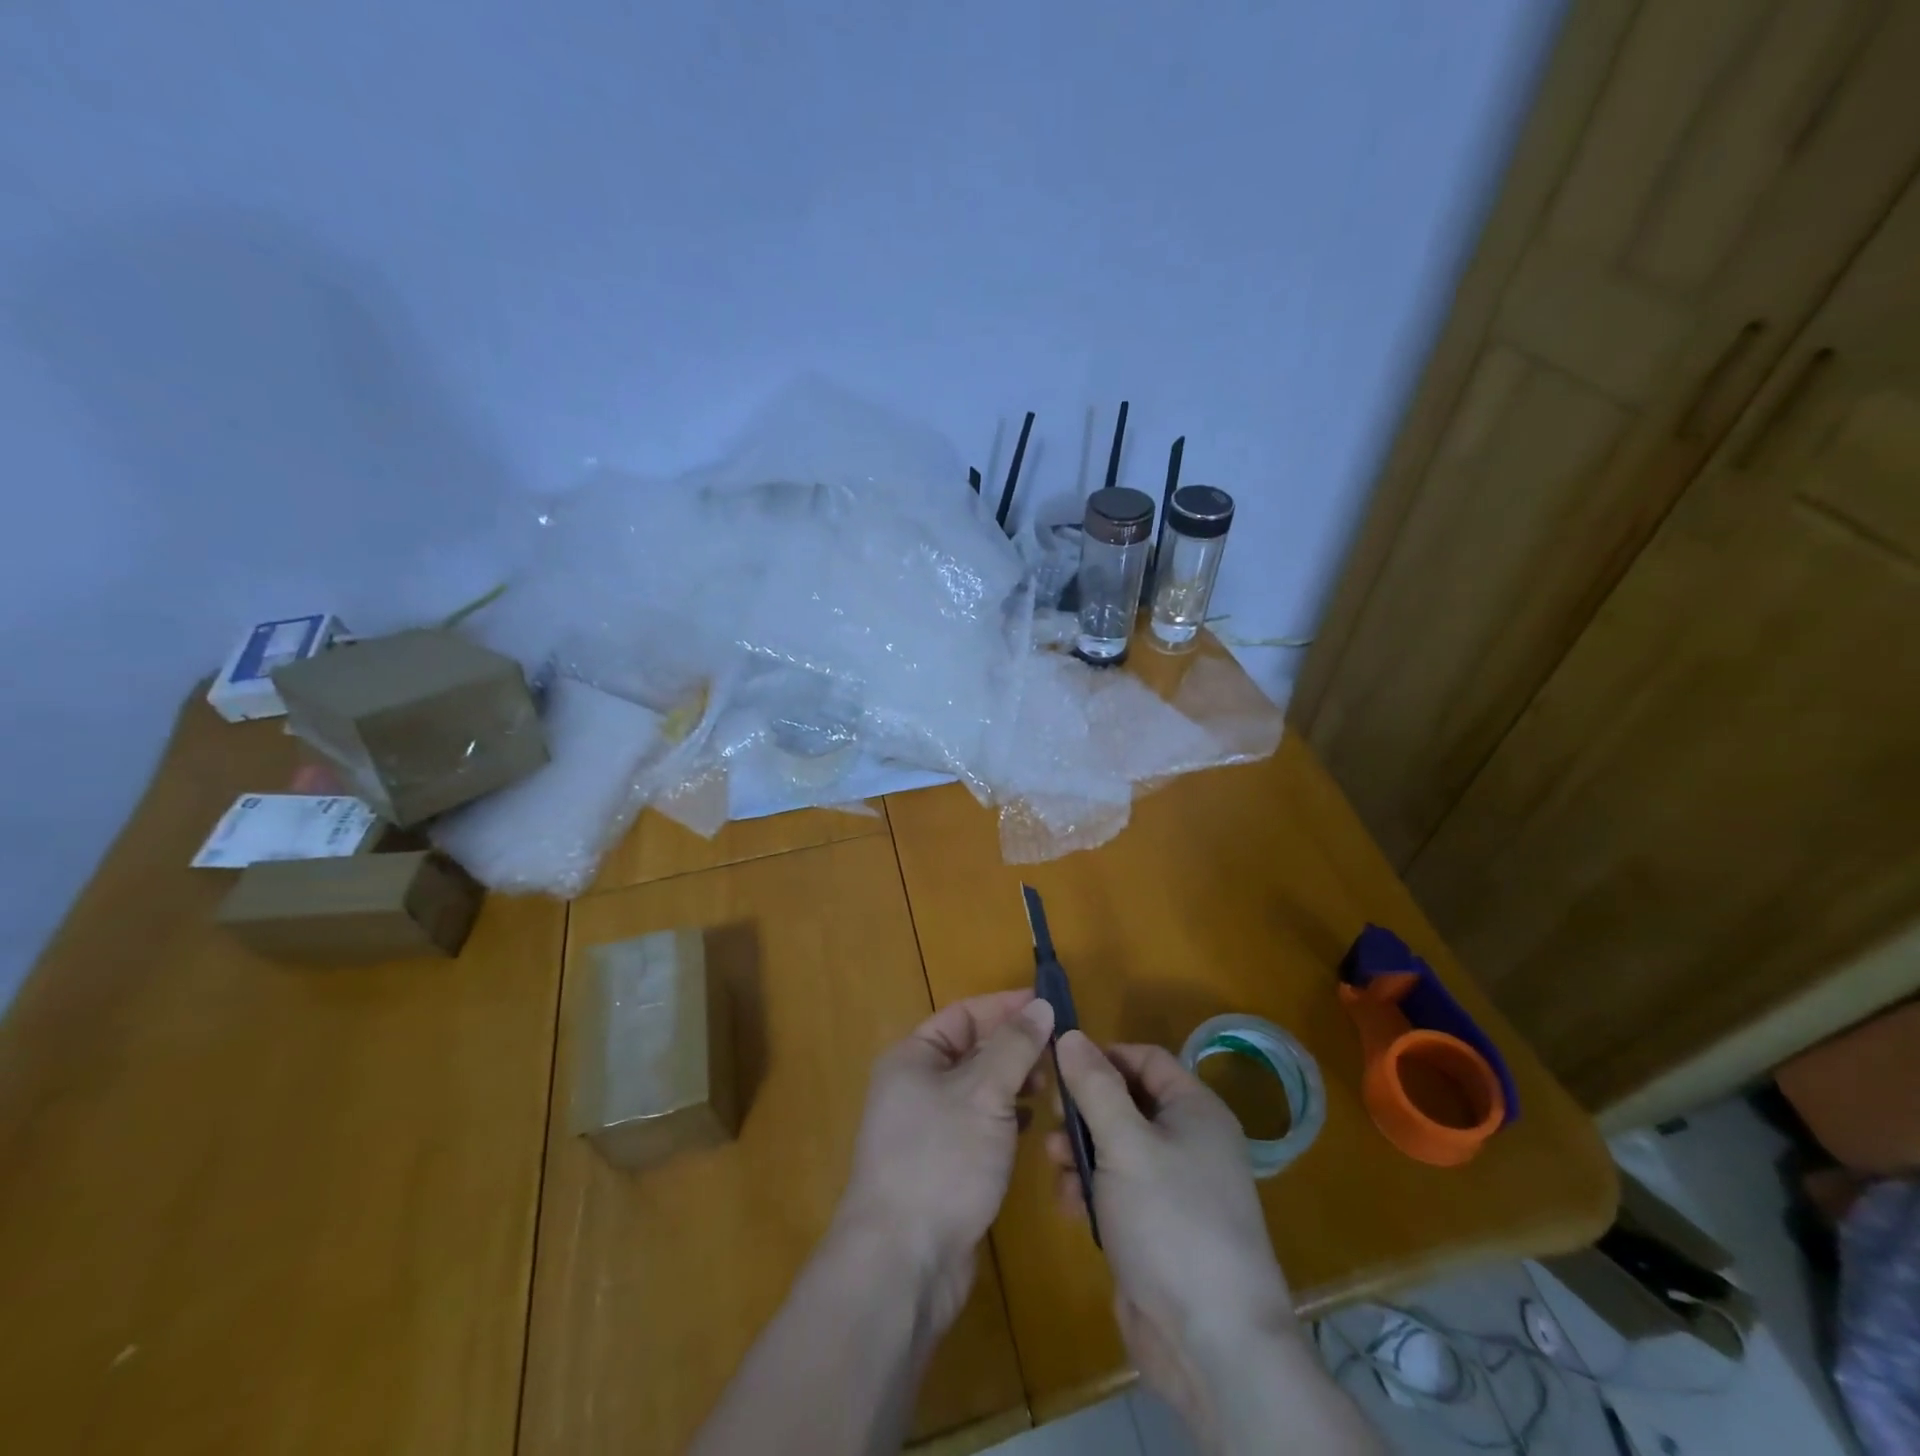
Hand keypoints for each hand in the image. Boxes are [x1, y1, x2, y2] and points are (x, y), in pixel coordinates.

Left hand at [836, 990, 1054, 1333]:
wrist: (904, 1262)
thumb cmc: (941, 1159)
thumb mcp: (984, 1093)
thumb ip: (1015, 1047)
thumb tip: (1042, 1006)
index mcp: (913, 1057)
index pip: (965, 1014)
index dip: (1006, 1007)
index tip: (1050, 1005)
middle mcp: (916, 1086)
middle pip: (972, 1050)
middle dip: (1015, 1047)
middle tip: (1061, 1050)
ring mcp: (928, 1128)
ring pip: (979, 1089)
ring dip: (1014, 1082)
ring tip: (1053, 1085)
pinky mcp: (944, 1165)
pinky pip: (979, 1124)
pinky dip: (1006, 1117)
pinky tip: (1033, 1124)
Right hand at [1045, 1032, 1298, 1441]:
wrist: (1211, 1344)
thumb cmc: (1171, 1221)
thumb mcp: (1126, 1143)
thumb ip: (1095, 1086)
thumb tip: (1071, 1035)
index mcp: (1195, 1110)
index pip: (1145, 1059)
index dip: (1103, 1056)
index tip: (1059, 1066)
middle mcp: (1188, 1142)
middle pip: (1126, 1102)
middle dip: (1085, 1109)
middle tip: (1050, 1118)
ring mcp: (1172, 1188)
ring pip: (1115, 1147)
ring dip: (1080, 1151)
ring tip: (1054, 1165)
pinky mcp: (1154, 1228)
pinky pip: (1116, 1189)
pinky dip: (1090, 1190)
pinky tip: (1069, 1206)